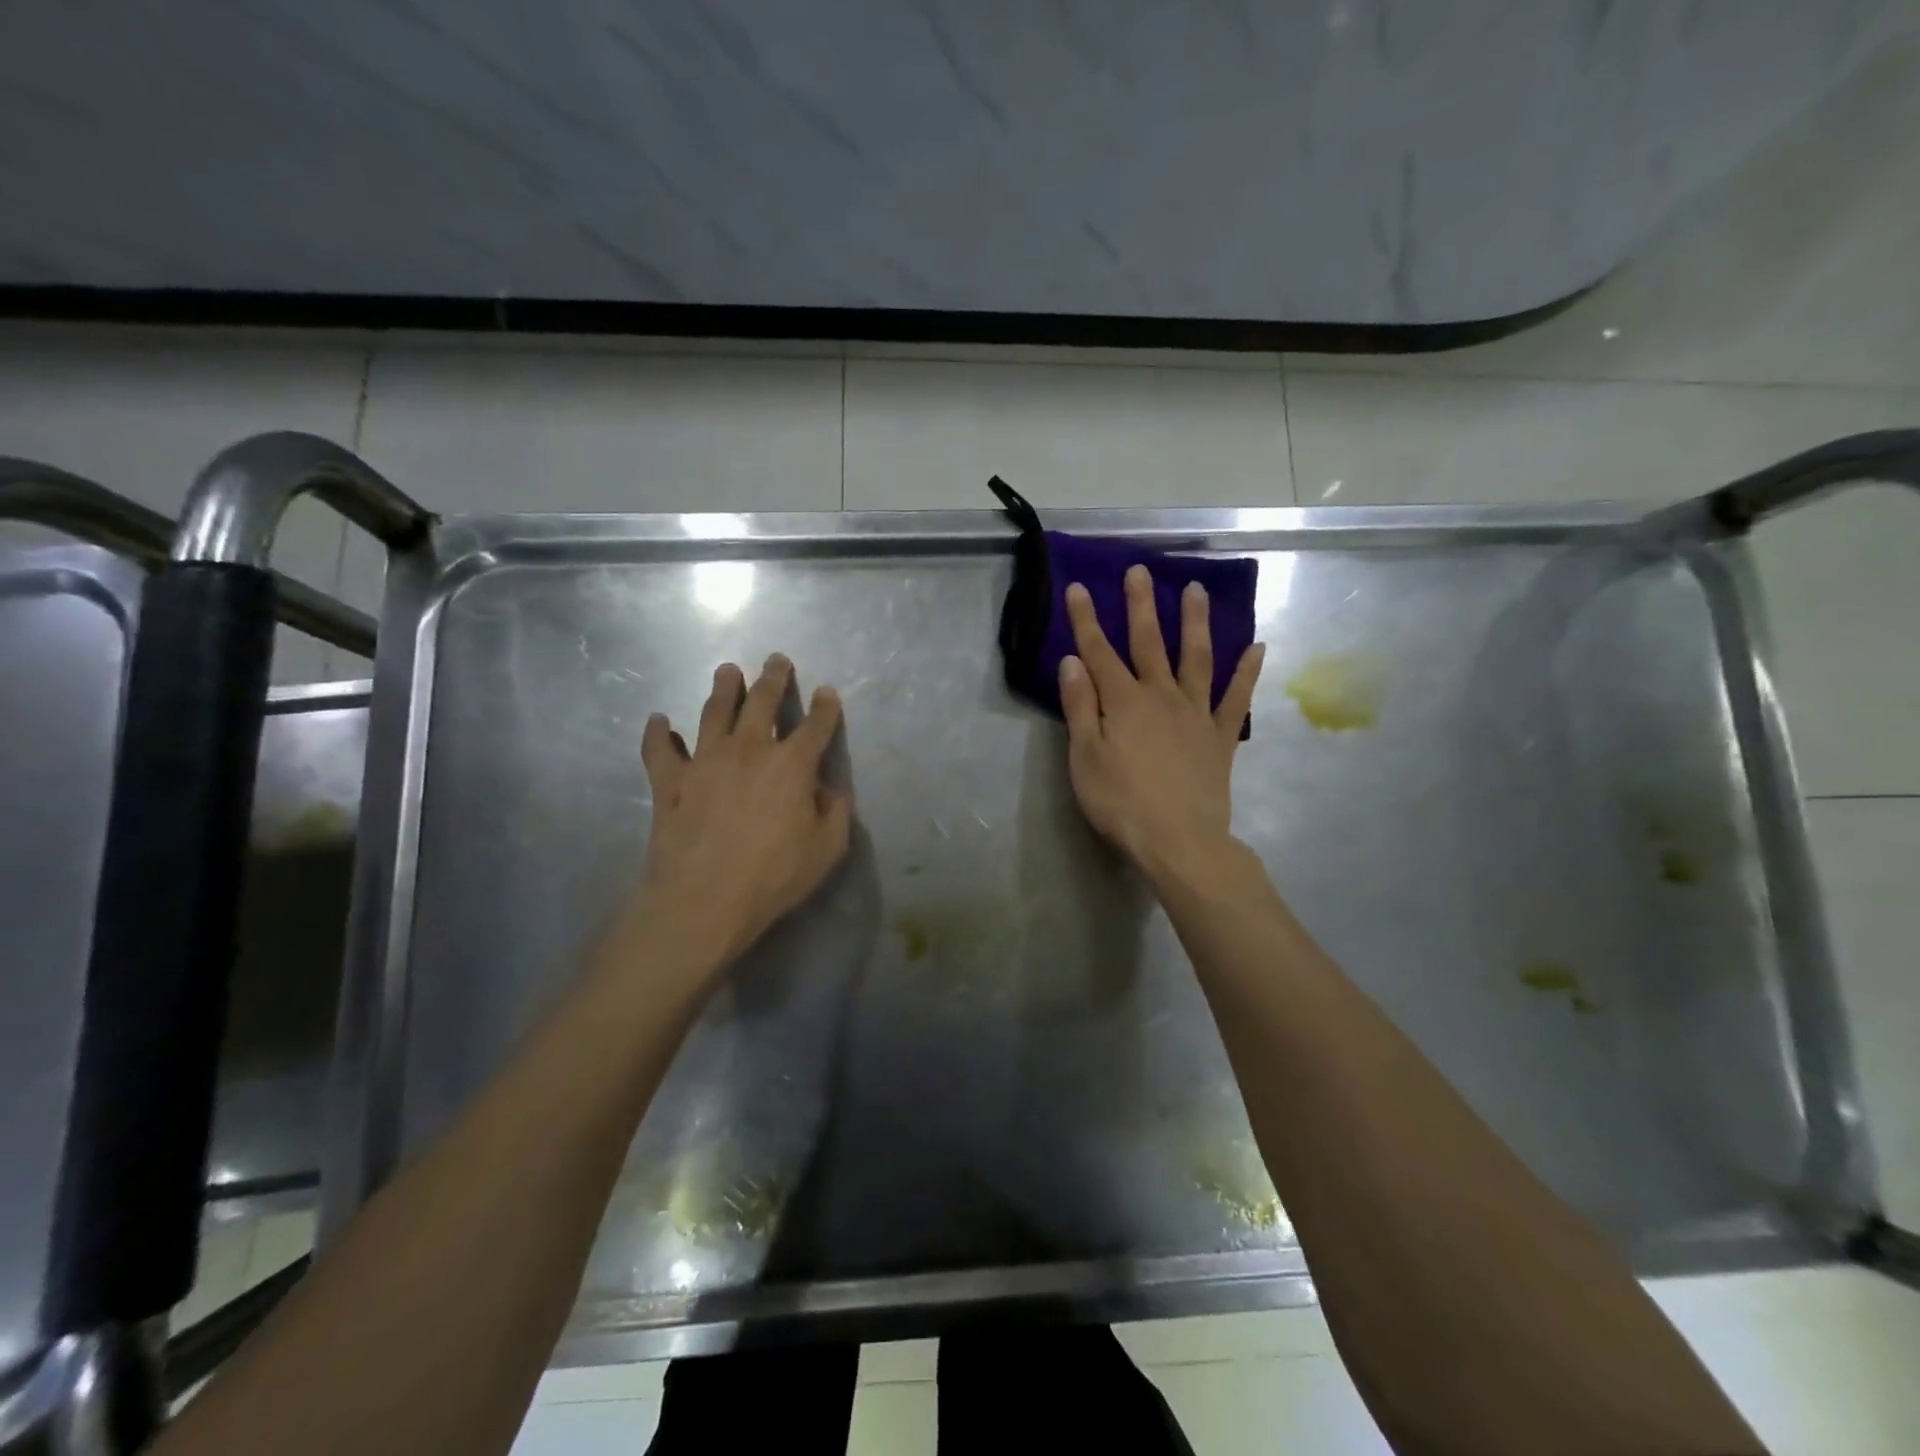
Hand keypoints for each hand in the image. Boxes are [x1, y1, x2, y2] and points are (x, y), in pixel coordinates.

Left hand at [624, 654, 851, 976]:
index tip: (826, 693)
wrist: (704, 899)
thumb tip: (828, 789)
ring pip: (714, 712)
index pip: (815, 726)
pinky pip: (660, 749)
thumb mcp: (827, 849)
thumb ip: (835, 812)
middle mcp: (750, 750)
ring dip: (723, 688)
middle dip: (773, 678)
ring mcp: (705, 761)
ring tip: (727, 671)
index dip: (825, 708)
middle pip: (763, 703)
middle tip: (776, 659)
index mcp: (792, 765)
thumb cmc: (774, 876)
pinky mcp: (670, 781)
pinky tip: (658, 720)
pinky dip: (658, 733)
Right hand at [1058, 566, 1263, 889]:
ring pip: (1196, 658)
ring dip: (1195, 623)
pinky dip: (1247, 672)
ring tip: (1196, 591)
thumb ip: (1080, 707)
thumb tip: (1073, 661)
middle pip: (1149, 643)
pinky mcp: (1221, 736)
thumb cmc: (1121, 803)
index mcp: (1123, 702)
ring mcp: (1196, 714)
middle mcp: (1161, 696)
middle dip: (1141, 605)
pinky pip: (1237, 698)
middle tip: (1141, 571)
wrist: (1180, 841)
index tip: (1078, 587)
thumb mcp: (1085, 758)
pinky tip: (1257, 647)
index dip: (1086, 620)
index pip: (1099, 652)